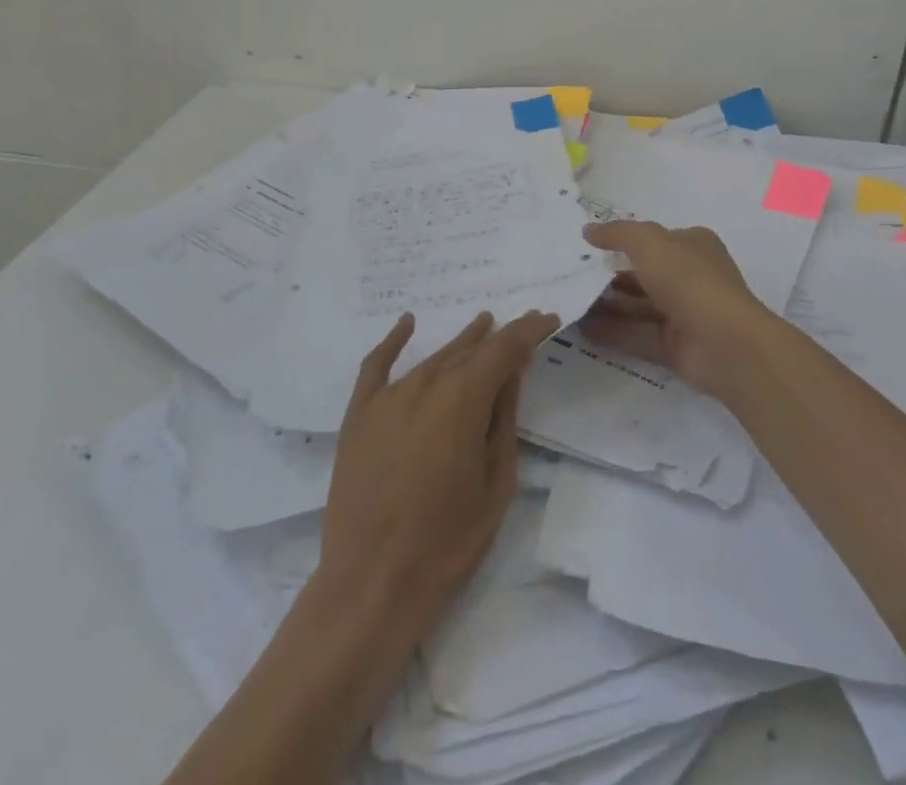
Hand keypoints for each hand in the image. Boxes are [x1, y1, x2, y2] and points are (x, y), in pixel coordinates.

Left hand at [314, 309, 558, 631]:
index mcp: (462, 400)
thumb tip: (512, 373)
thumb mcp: (495, 483)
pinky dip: (393, 341)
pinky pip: (376, 367)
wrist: (370, 586)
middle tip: (523, 326)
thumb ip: (504, 420)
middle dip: (499, 337)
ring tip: (482, 324)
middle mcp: (423, 386)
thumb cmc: (446, 543)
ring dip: (460, 342)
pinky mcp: (358, 416)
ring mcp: (386, 399)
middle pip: (467, 350)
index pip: (503, 349)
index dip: (528, 330)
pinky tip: (407, 323)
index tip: (548, 318)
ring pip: (431, 359)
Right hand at [579, 220, 773, 398]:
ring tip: (568, 304)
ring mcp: (683, 314)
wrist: (726, 343)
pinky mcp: (674, 347)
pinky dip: (611, 332)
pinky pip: (637, 336)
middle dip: (607, 277)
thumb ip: (618, 234)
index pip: (653, 240)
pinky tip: (581, 330)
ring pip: (637, 307)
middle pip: (642, 275)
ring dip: (605, 306)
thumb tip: (588, 231)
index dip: (621, 241)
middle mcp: (689, 277)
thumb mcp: (650, 242)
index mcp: (692, 246)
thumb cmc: (689, 280)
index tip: (586, 248)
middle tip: (570, 278)